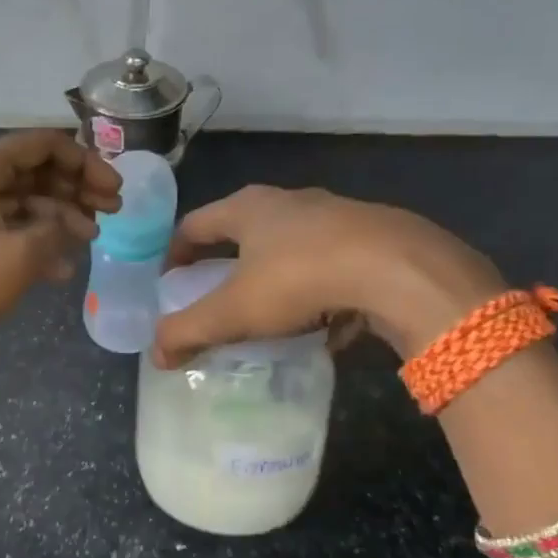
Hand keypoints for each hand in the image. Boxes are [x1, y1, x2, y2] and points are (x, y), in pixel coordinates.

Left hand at [0, 130, 121, 366]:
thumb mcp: (20, 256)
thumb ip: (56, 231)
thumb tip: (68, 224)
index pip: (43, 145)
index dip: (86, 163)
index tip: (115, 190)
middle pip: (34, 171)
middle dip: (75, 190)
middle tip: (112, 213)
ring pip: (21, 201)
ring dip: (58, 219)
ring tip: (90, 242)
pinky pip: (4, 227)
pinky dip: (32, 241)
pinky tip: (60, 269)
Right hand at [151, 185, 505, 367]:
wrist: (401, 271)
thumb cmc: (300, 279)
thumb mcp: (233, 312)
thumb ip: (189, 331)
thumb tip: (155, 355)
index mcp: (247, 209)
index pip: (195, 223)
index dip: (176, 252)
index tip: (168, 280)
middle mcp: (289, 202)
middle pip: (243, 230)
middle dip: (226, 263)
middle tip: (216, 295)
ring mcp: (336, 216)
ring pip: (291, 246)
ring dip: (274, 276)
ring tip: (271, 314)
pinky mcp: (374, 237)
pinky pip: (331, 264)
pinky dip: (318, 289)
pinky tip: (326, 324)